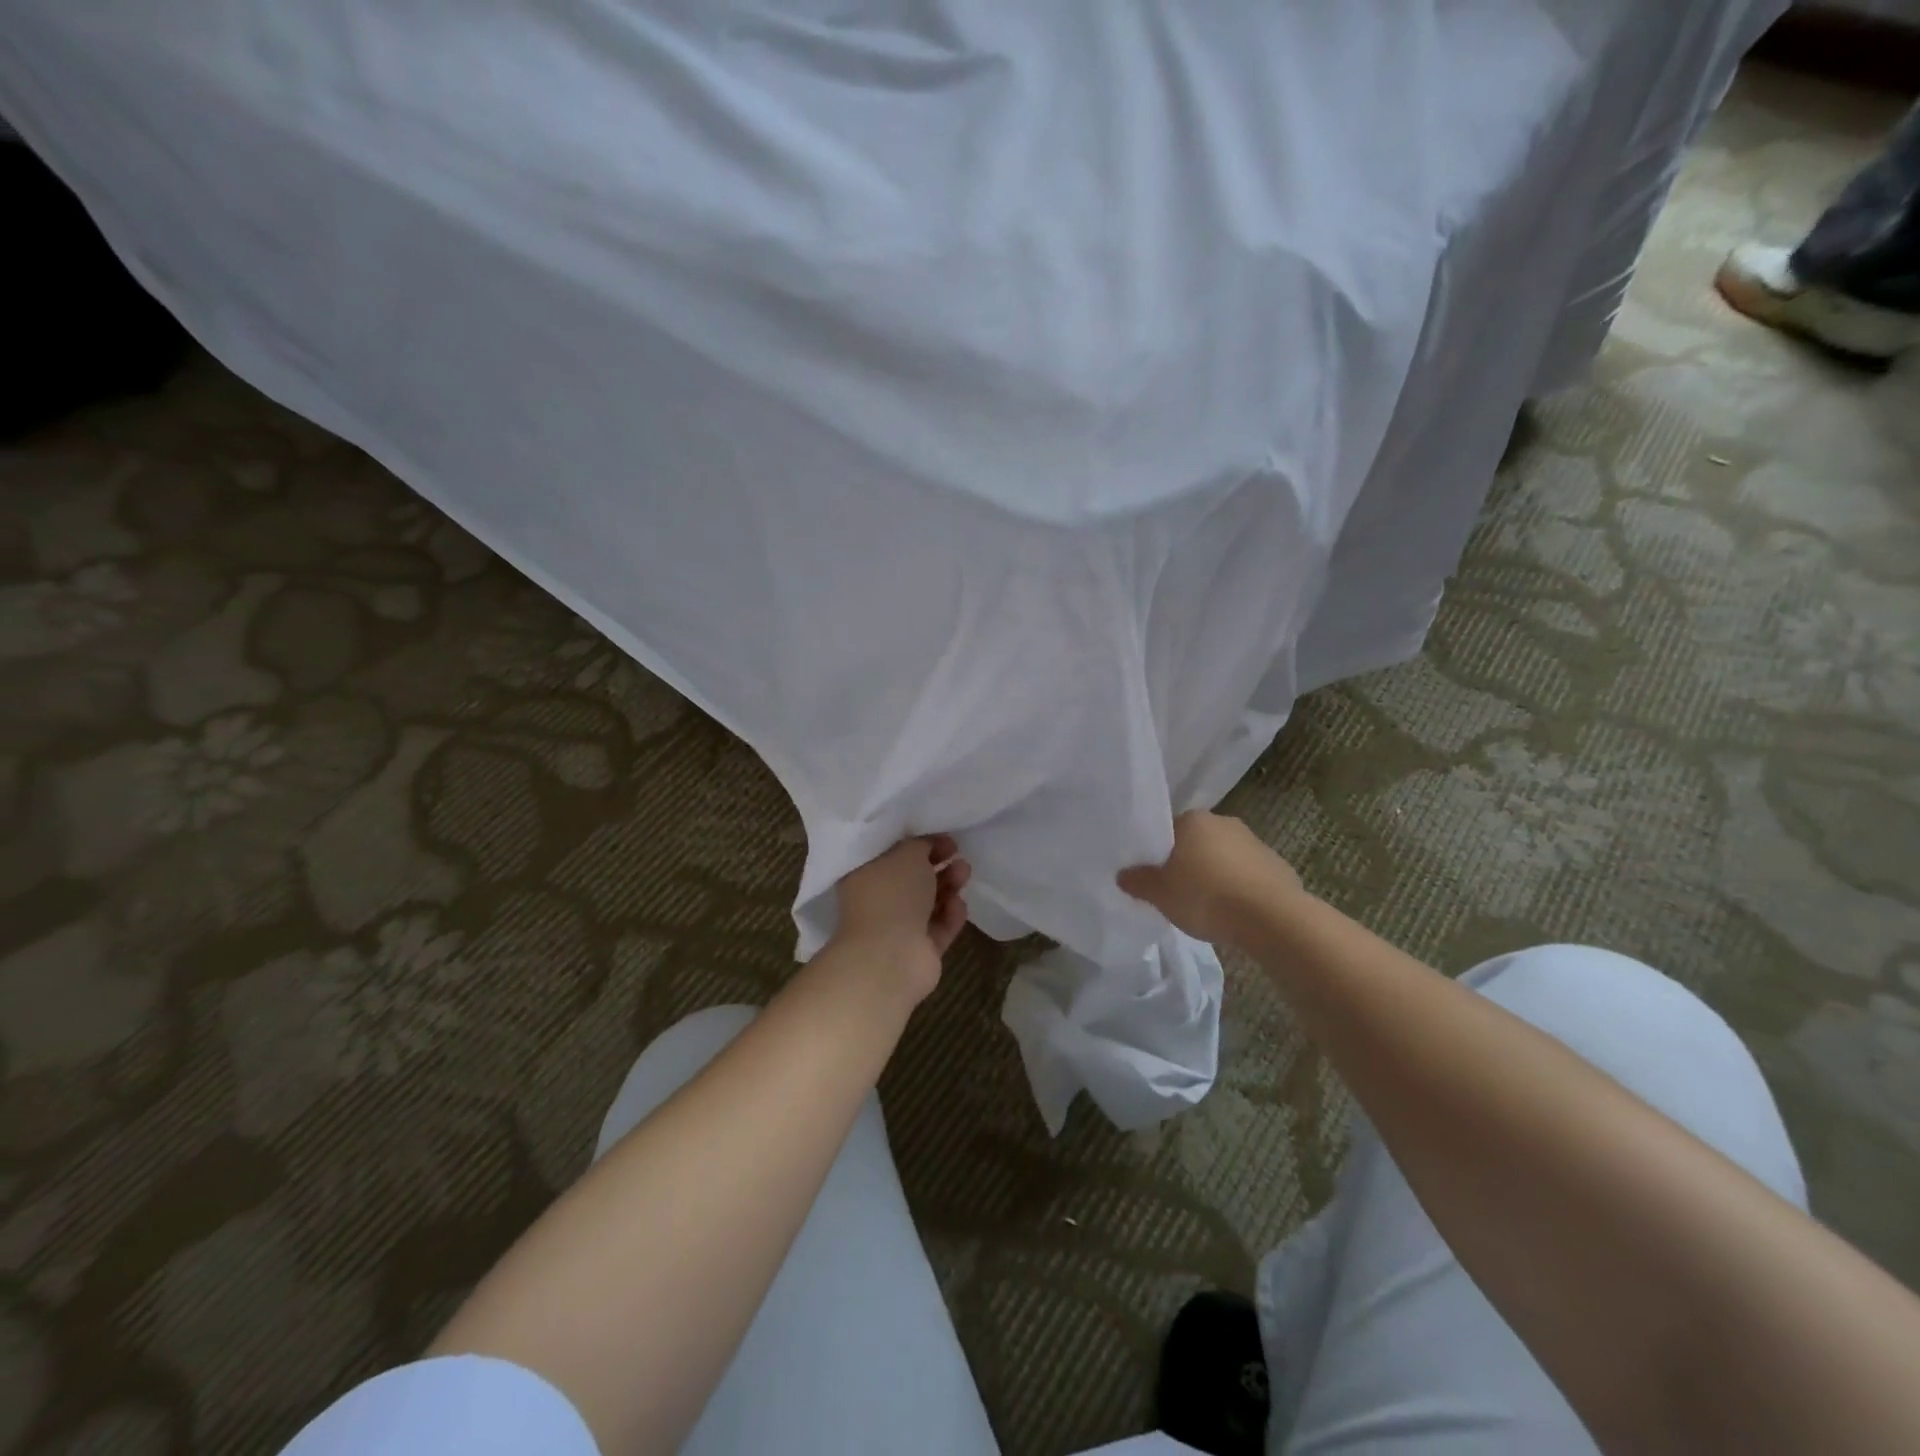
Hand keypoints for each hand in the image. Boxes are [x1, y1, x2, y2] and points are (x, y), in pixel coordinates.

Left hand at [831, 835, 971, 1001]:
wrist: (890, 958)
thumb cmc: (891, 895)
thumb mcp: (907, 853)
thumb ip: (920, 844)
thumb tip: (929, 846)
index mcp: (864, 875)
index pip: (893, 853)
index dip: (919, 842)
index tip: (944, 838)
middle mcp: (879, 900)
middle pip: (913, 878)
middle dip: (938, 864)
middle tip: (957, 853)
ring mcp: (899, 928)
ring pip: (929, 902)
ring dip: (948, 885)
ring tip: (964, 872)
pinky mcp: (920, 951)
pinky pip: (939, 927)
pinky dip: (951, 914)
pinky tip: (959, 904)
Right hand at [1117, 811, 1301, 945]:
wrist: (1272, 918)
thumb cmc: (1206, 897)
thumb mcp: (1160, 894)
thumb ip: (1138, 881)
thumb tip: (1123, 874)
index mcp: (1193, 820)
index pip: (1167, 829)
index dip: (1158, 853)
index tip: (1154, 875)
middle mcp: (1224, 822)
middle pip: (1196, 842)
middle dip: (1187, 862)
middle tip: (1176, 891)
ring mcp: (1254, 842)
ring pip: (1223, 857)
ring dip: (1215, 874)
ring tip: (1206, 906)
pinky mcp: (1277, 865)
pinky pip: (1247, 874)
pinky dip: (1239, 888)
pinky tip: (1234, 912)